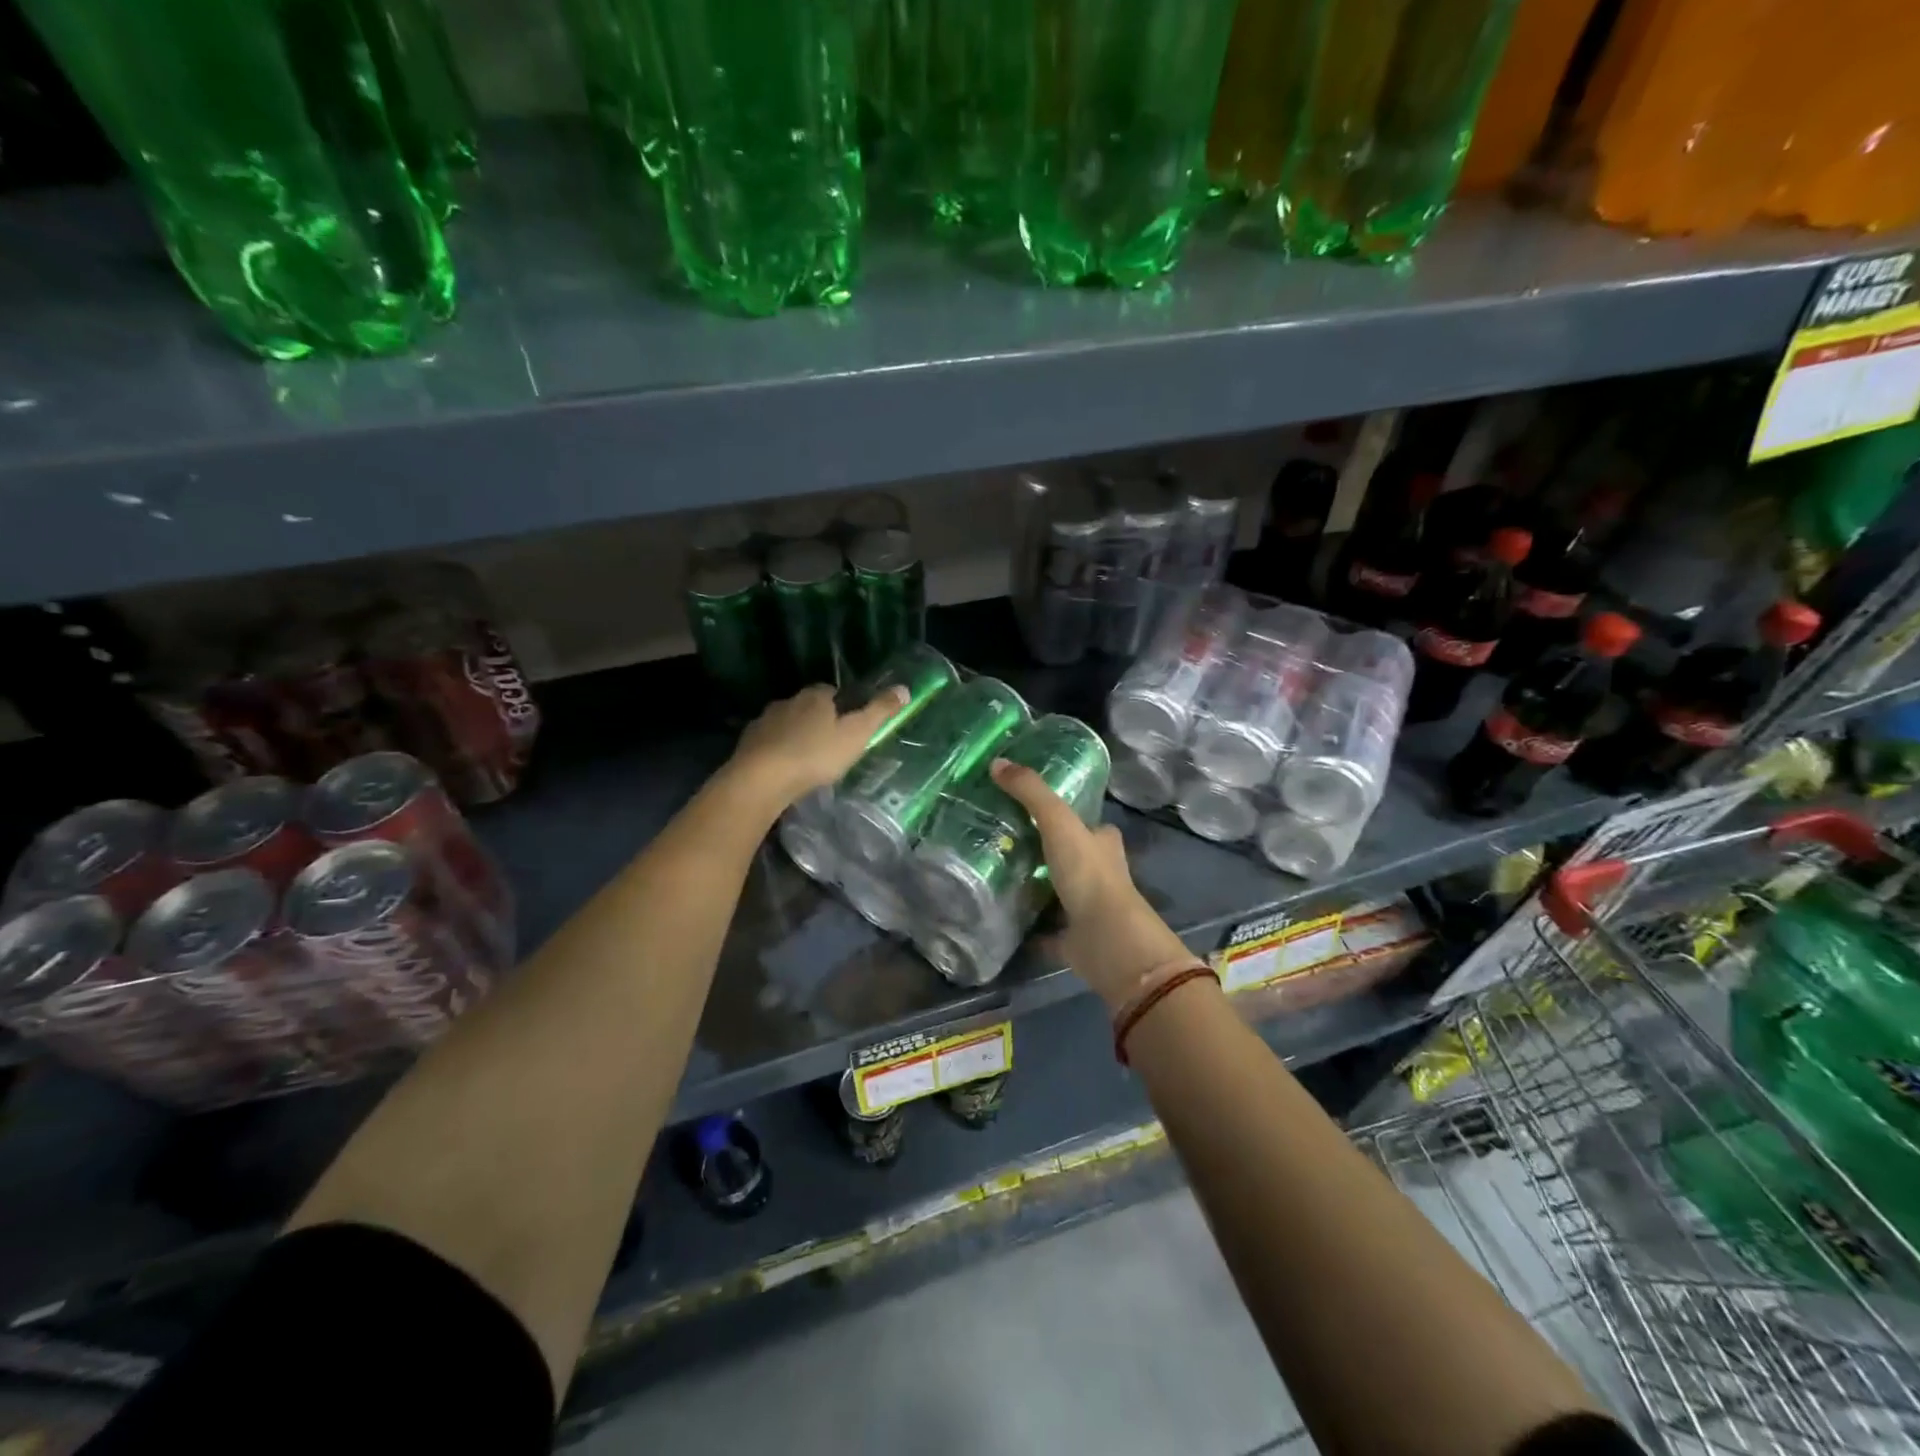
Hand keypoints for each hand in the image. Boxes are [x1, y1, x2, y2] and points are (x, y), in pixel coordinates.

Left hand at [726, 683, 908, 810]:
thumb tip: (904, 689)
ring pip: (785, 724)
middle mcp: (788, 701)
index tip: (849, 723)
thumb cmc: (815, 755)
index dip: (842, 705)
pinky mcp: (748, 742)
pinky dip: (776, 751)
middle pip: (807, 706)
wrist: (761, 779)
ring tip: (806, 759)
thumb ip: (879, 712)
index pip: (831, 691)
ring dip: (795, 735)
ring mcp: (764, 721)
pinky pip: (767, 742)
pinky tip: (782, 769)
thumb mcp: (856, 734)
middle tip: (830, 744)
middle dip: (817, 720)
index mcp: (815, 696)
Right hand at [989, 759, 1194, 1011]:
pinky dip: (1026, 925)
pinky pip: (1044, 928)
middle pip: (1070, 856)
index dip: (1066, 815)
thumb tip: (997, 763)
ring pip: (1056, 891)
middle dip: (1044, 851)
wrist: (1107, 940)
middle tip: (1002, 840)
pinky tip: (999, 914)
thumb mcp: (1059, 822)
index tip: (1030, 809)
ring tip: (993, 872)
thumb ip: (1031, 793)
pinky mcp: (1072, 938)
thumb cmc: (1089, 875)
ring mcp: (1086, 908)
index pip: (1087, 823)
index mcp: (1103, 844)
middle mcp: (1099, 874)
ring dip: (1033, 885)